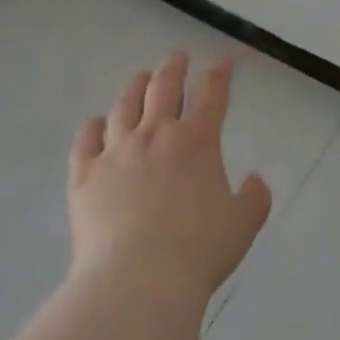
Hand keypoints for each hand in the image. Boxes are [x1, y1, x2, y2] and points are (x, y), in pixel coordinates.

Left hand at [68, 52, 271, 303]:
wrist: (137, 282)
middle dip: (174, 67)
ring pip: (124, 105)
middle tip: (177, 58)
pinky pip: (86, 138)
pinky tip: (97, 124)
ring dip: (135, 86)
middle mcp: (156, 134)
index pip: (212, 91)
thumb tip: (254, 179)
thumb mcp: (243, 225)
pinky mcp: (84, 174)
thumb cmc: (198, 252)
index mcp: (198, 140)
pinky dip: (93, 126)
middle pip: (164, 85)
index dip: (221, 70)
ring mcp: (116, 151)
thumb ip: (255, 197)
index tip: (226, 60)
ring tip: (140, 78)